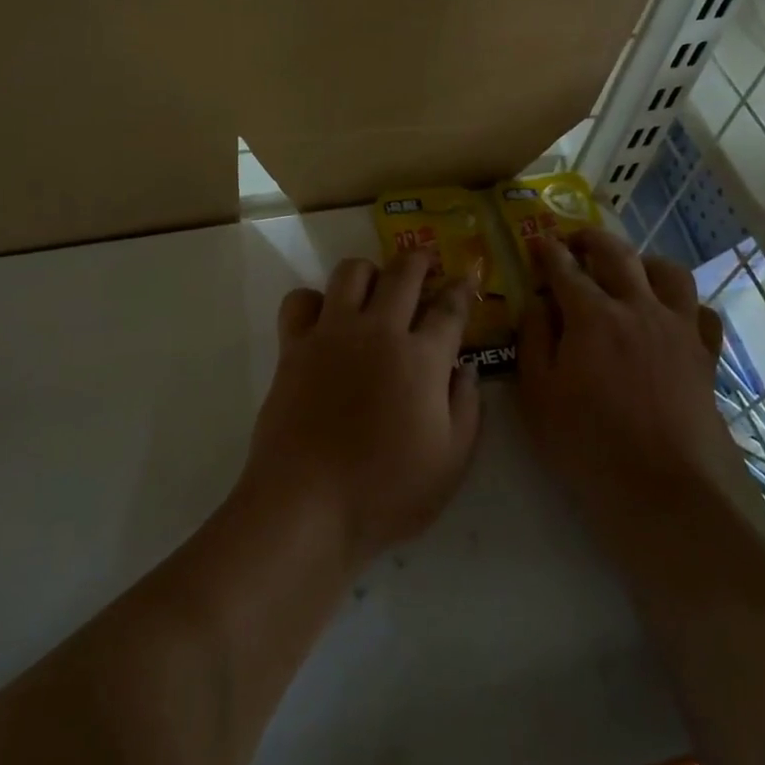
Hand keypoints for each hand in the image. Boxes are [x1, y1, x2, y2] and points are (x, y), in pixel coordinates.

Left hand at [243, 251, 480, 566]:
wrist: (307, 503)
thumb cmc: (386, 491)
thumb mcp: (451, 463)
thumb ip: (466, 408)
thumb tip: (465, 368)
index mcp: (422, 358)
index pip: (450, 308)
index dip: (464, 289)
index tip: (470, 278)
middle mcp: (378, 331)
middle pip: (403, 273)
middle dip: (421, 260)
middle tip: (427, 263)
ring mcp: (332, 333)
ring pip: (351, 272)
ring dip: (370, 271)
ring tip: (377, 285)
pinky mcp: (294, 345)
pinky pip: (301, 300)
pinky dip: (315, 299)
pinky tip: (325, 316)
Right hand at [517, 230, 734, 531]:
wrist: (661, 488)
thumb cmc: (587, 443)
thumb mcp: (538, 393)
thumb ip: (534, 339)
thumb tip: (538, 303)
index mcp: (593, 316)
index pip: (566, 269)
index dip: (548, 252)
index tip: (536, 242)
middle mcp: (639, 309)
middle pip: (618, 255)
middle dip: (592, 240)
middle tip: (575, 241)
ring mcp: (678, 330)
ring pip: (668, 272)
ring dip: (643, 261)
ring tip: (628, 270)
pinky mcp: (703, 355)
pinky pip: (701, 312)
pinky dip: (684, 303)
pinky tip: (671, 314)